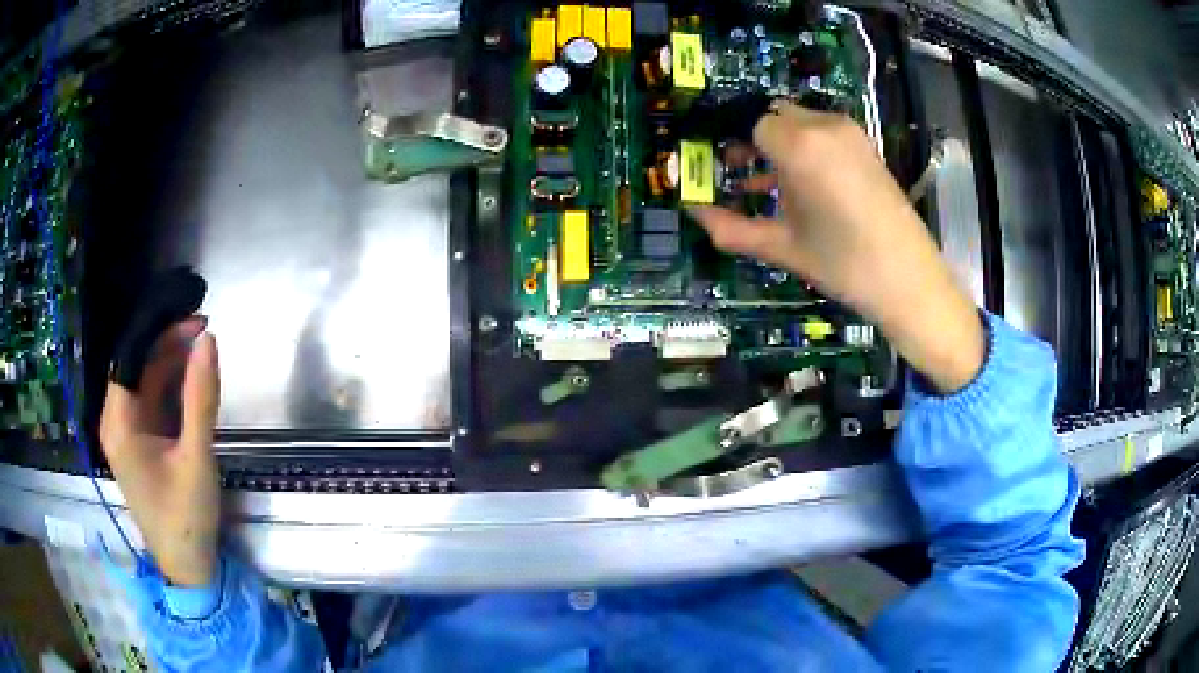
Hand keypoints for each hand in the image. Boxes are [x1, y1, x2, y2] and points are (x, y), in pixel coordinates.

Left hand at [100, 319, 220, 585]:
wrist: (188, 567)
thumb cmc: (186, 516)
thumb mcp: (196, 456)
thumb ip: (201, 397)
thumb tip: (208, 339)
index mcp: (119, 423)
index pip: (131, 357)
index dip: (160, 332)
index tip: (196, 319)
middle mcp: (116, 422)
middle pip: (138, 366)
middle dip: (169, 345)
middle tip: (206, 332)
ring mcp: (127, 434)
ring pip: (146, 383)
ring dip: (172, 365)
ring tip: (204, 351)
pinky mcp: (140, 445)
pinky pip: (152, 403)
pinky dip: (171, 388)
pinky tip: (192, 382)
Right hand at [690, 101, 984, 392]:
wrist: (909, 280)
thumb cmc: (842, 264)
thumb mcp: (781, 247)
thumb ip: (731, 228)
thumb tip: (693, 213)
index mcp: (798, 145)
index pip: (750, 123)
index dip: (730, 141)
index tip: (718, 164)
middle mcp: (823, 126)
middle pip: (774, 115)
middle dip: (753, 139)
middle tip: (738, 171)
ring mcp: (850, 133)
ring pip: (799, 122)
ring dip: (779, 144)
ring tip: (766, 185)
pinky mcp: (866, 145)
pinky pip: (824, 133)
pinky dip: (805, 148)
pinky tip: (800, 185)